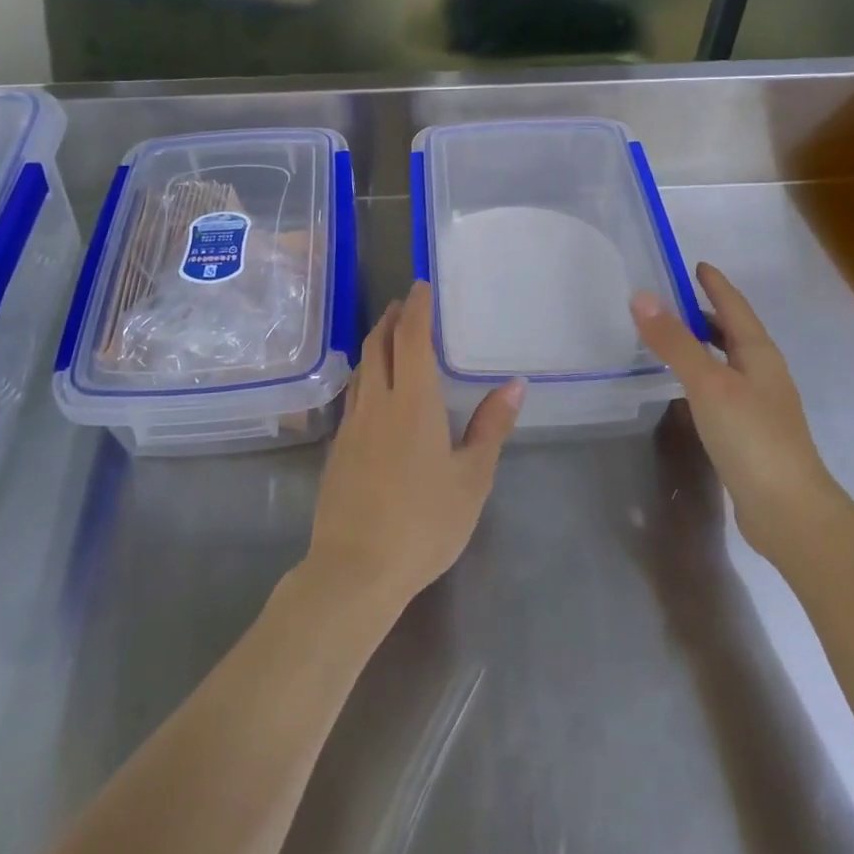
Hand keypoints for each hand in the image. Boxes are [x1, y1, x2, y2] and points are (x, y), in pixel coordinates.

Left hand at [305, 283, 524, 613]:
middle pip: (379, 345)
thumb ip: (491, 428)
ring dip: (375, 343)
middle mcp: (377, 401)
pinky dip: (365, 376)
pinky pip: (353, 395)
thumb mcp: (471, 478)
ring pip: (361, 368)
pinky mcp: (337, 449)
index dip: (417, 308)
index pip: (412, 338)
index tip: (421, 285)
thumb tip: (516, 385)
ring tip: (389, 336)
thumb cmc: (424, 522)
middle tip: (405, 303)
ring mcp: (352, 425)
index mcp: (413, 400)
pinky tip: (372, 391)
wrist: (355, 568)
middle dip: (392, 318)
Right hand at [630, 262, 840, 556]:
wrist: (789, 510)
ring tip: (671, 339)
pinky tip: (685, 388)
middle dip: (706, 313)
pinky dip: (702, 375)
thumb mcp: (708, 383)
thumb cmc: (751, 436)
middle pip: (733, 332)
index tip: (696, 265)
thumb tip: (641, 296)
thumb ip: (674, 342)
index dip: (716, 284)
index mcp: (759, 354)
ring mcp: (760, 404)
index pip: (735, 307)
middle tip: (671, 300)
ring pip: (727, 361)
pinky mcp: (750, 432)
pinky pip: (722, 388)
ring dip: (703, 345)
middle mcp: (763, 373)